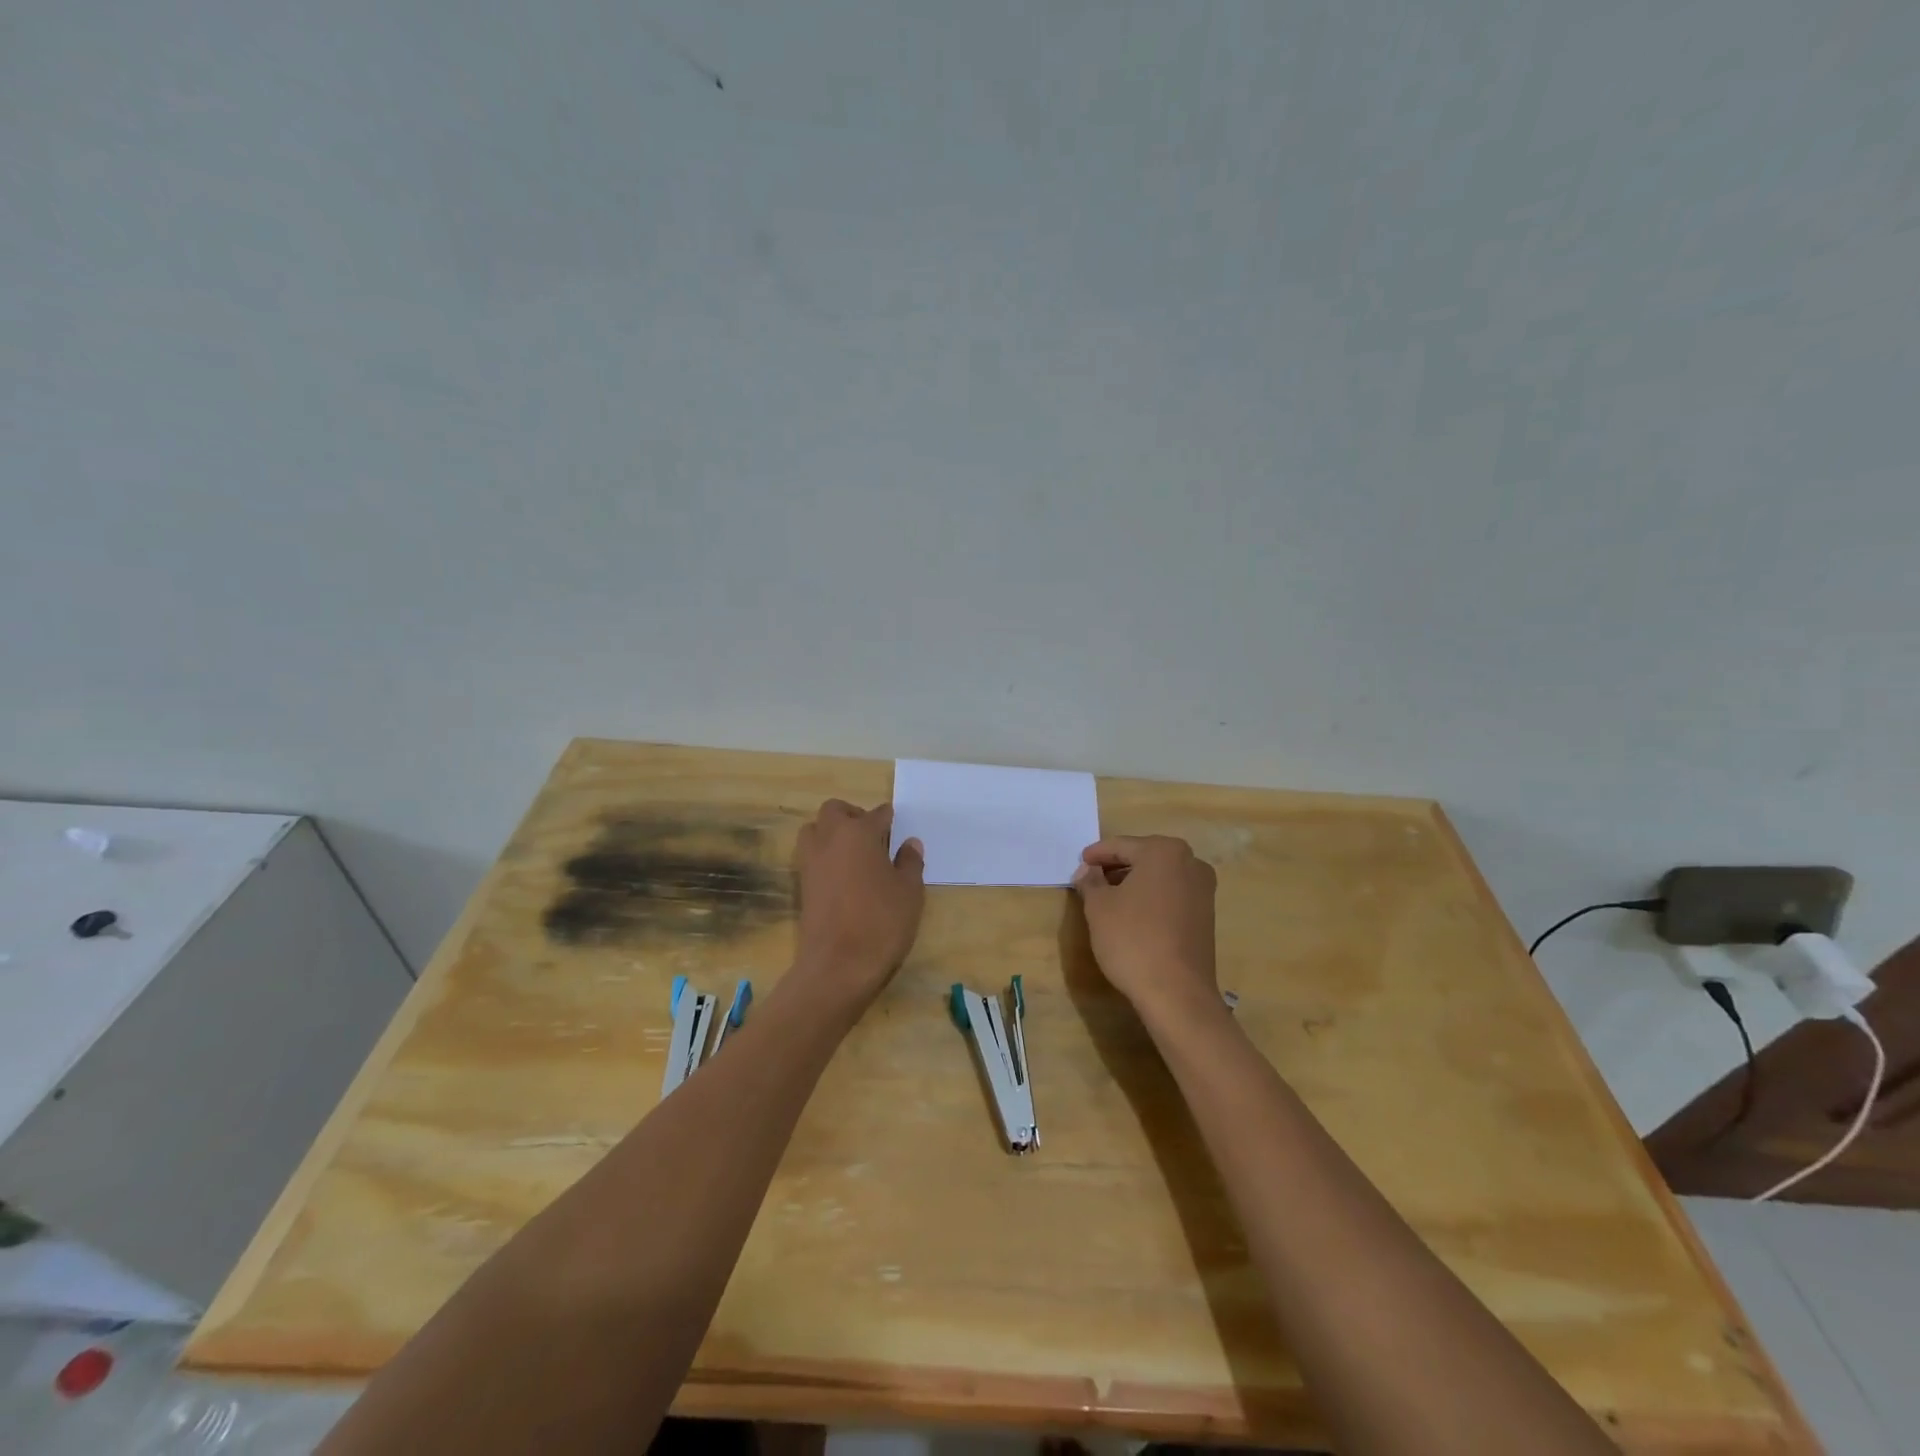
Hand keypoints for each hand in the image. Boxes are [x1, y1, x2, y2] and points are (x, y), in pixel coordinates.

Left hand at [792, 800, 925, 1008]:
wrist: (838, 965)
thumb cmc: (881, 922)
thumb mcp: (909, 892)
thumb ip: (910, 862)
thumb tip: (910, 843)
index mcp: (859, 833)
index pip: (877, 814)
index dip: (889, 820)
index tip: (897, 828)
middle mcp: (830, 839)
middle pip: (835, 811)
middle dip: (853, 816)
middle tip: (873, 837)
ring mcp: (811, 861)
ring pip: (815, 830)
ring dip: (832, 833)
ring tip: (855, 856)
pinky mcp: (801, 884)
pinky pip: (811, 856)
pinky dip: (825, 856)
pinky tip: (845, 877)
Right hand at [1072, 835, 1220, 1025]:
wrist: (1177, 992)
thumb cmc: (1133, 939)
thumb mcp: (1099, 907)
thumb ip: (1091, 881)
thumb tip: (1089, 871)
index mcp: (1164, 851)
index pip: (1121, 846)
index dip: (1096, 854)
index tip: (1080, 863)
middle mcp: (1190, 863)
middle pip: (1143, 857)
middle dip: (1116, 867)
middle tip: (1091, 879)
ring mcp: (1203, 890)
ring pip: (1159, 877)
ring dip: (1134, 883)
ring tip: (1108, 897)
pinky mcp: (1206, 915)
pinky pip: (1171, 895)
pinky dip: (1151, 898)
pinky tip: (1132, 914)